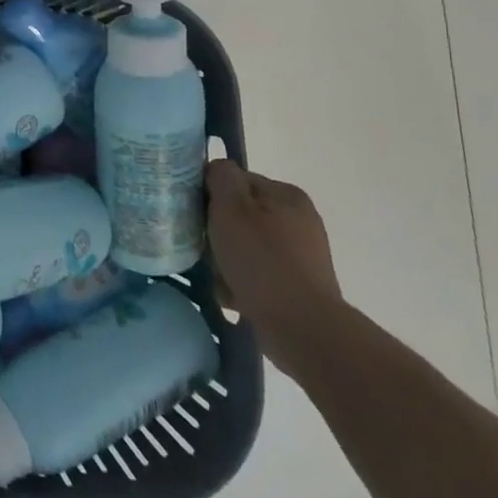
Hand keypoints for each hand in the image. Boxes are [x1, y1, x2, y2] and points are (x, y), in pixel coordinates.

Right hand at [206, 159, 342, 372]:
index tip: (195, 214)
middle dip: (218, 231)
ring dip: (226, 259)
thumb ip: (221, 177)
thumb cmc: (261, 261)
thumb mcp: (231, 208)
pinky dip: (242, 282)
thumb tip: (217, 168)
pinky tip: (230, 295)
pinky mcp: (298, 287)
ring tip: (215, 276)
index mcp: (286, 195)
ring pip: (246, 246)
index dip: (211, 195)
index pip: (237, 181)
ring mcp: (301, 256)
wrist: (302, 329)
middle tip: (203, 248)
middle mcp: (299, 220)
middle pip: (241, 215)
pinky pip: (258, 274)